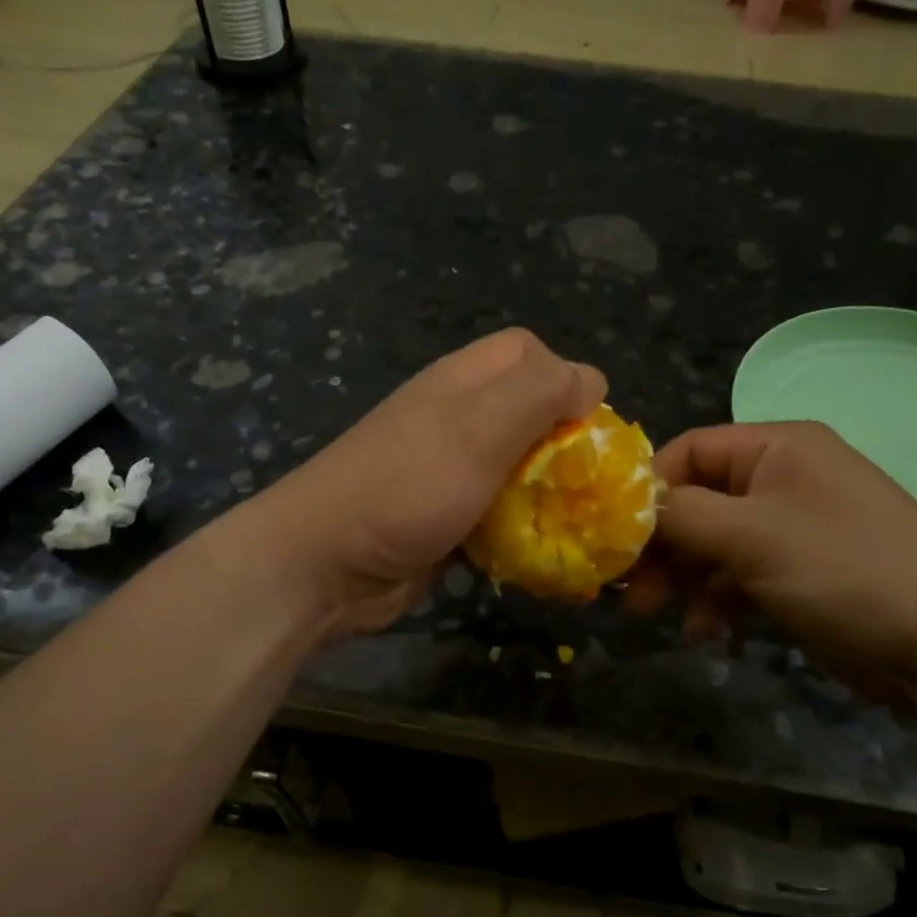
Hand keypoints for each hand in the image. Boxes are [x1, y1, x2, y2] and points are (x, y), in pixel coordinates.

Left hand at [248, 329, 605, 635]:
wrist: (326, 564)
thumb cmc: (408, 484)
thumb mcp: (479, 425)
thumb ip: (538, 391)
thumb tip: (590, 380)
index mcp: (463, 381)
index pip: (528, 352)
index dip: (564, 377)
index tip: (585, 426)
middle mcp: (457, 417)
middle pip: (528, 412)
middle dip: (565, 444)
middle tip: (584, 482)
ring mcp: (449, 469)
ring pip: (519, 467)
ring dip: (548, 492)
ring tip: (573, 521)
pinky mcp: (447, 517)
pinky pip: (500, 512)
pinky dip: (523, 528)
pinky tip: (539, 552)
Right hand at [626, 422, 916, 697]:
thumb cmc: (845, 570)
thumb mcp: (752, 535)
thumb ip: (682, 515)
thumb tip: (631, 507)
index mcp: (778, 448)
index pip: (691, 449)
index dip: (649, 487)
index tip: (614, 532)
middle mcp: (783, 478)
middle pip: (698, 500)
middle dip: (661, 543)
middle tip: (627, 586)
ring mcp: (793, 528)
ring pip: (714, 542)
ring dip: (683, 576)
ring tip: (655, 613)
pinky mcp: (799, 573)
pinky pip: (739, 575)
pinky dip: (716, 599)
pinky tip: (706, 631)